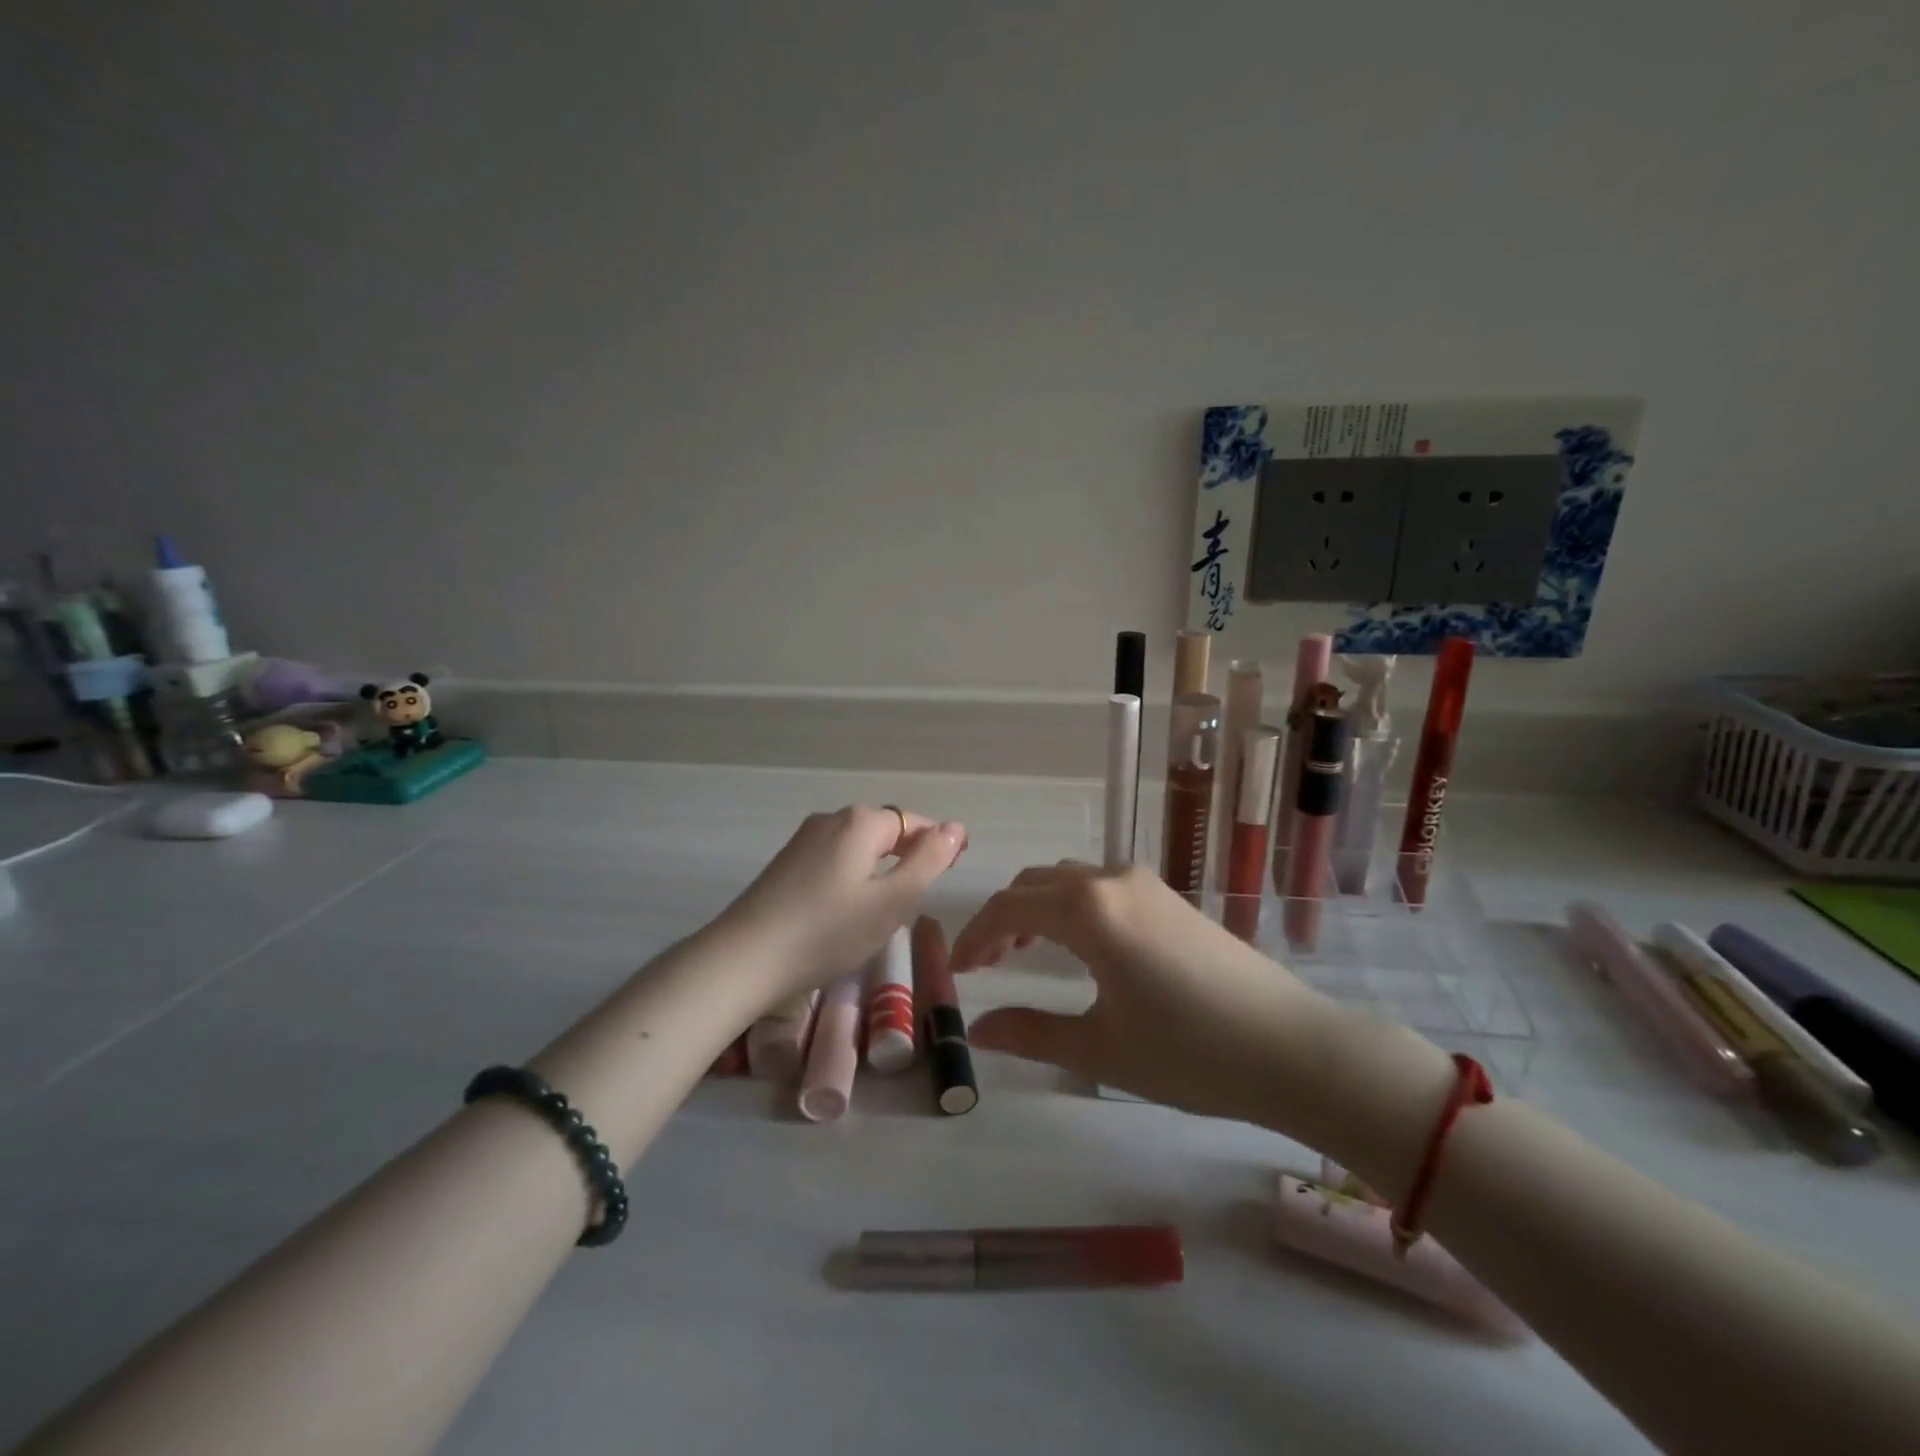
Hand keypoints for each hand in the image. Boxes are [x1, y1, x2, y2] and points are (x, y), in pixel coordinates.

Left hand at [720, 804, 966, 998]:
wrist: (744, 959)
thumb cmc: (828, 931)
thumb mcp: (892, 901)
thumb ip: (929, 861)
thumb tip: (956, 826)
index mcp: (861, 822)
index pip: (914, 822)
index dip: (937, 845)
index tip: (951, 874)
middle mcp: (831, 819)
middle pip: (884, 831)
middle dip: (907, 858)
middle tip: (917, 901)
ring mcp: (803, 840)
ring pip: (857, 848)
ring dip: (878, 871)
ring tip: (884, 911)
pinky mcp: (785, 864)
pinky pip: (833, 861)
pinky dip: (851, 879)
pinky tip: (845, 912)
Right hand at [950, 863, 1455, 1172]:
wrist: (1292, 1047)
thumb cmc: (1189, 1053)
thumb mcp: (1099, 1049)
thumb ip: (1031, 1033)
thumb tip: (977, 1031)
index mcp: (1087, 911)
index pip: (1009, 908)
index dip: (974, 936)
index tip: (955, 970)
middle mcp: (1112, 880)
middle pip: (1035, 883)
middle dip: (1002, 918)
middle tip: (984, 964)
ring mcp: (1146, 883)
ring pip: (1069, 879)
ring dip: (1037, 907)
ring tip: (1024, 952)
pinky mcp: (1170, 896)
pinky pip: (1100, 886)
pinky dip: (1070, 905)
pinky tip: (1079, 945)